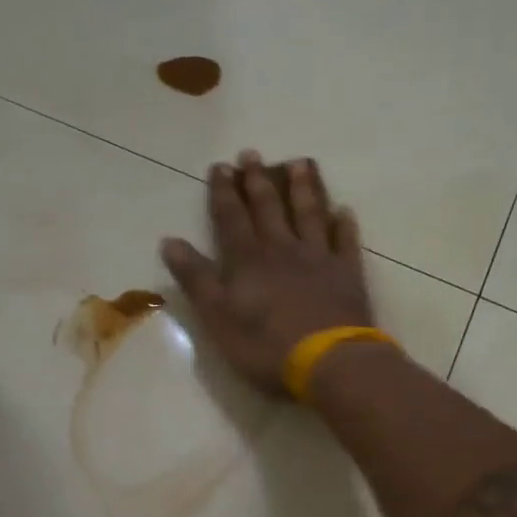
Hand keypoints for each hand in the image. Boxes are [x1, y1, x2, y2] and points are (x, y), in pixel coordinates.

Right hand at [161, 151, 373, 394]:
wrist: (327, 362)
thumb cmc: (265, 345)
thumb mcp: (217, 317)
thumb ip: (196, 278)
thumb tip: (169, 241)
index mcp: (247, 260)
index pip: (231, 218)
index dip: (223, 192)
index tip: (220, 167)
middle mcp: (282, 249)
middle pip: (268, 208)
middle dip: (258, 181)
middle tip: (252, 154)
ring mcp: (319, 259)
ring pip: (309, 214)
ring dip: (303, 188)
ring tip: (300, 163)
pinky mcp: (347, 274)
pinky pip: (345, 242)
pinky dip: (343, 225)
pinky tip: (344, 211)